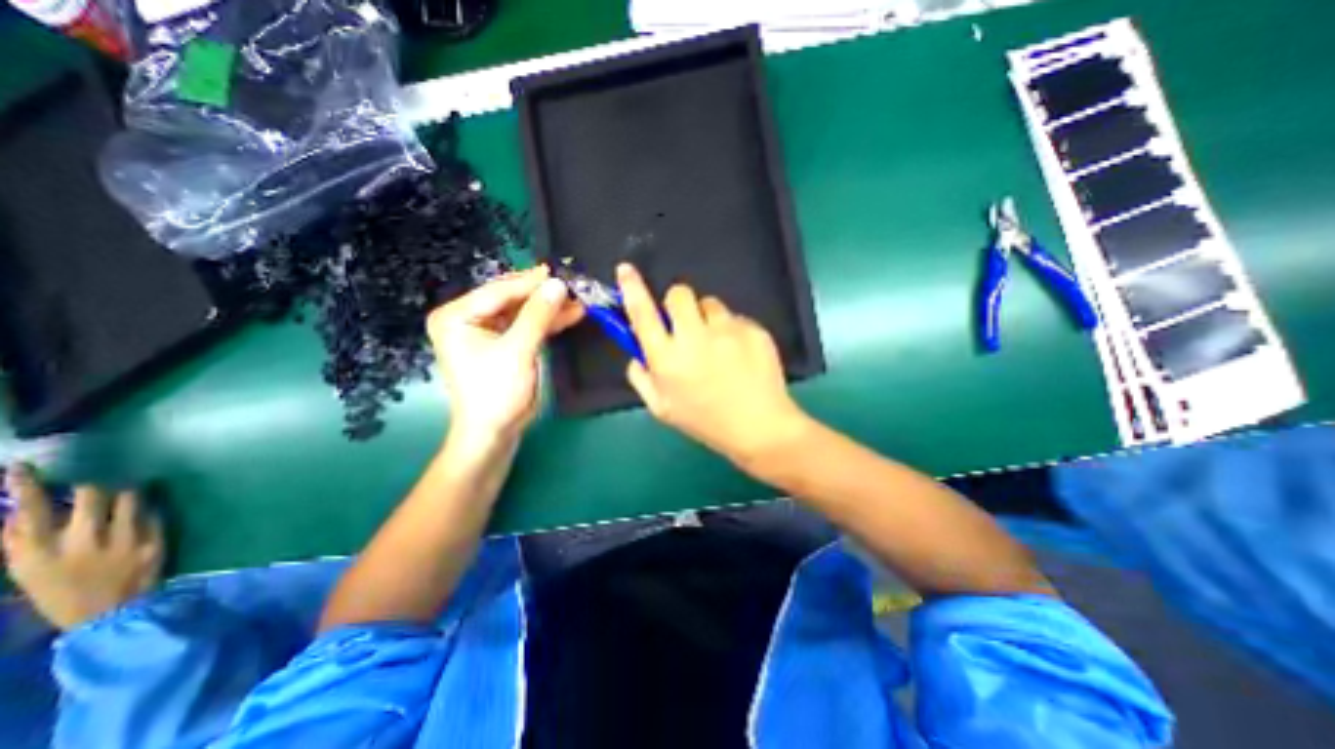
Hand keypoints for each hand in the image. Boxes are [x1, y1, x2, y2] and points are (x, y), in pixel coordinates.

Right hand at [0, 467, 161, 631]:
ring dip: (127, 495)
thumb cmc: (62, 592)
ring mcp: (123, 540)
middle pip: (90, 496)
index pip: (26, 512)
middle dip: (93, 489)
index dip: (24, 487)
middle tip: (95, 490)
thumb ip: (22, 542)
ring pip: (130, 498)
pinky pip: (152, 513)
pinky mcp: (154, 540)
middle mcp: (80, 543)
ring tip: (123, 501)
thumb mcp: (27, 572)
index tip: (23, 468)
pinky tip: (141, 518)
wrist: (109, 614)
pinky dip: (147, 512)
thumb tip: (18, 511)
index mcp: (36, 554)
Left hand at [423, 267, 578, 438]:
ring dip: (549, 308)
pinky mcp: (502, 343)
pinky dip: (547, 322)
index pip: (499, 291)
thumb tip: (558, 284)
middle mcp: (467, 318)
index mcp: (456, 316)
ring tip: (577, 301)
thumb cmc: (497, 393)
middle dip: (542, 295)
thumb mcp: (518, 351)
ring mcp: (485, 331)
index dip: (531, 283)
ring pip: (522, 311)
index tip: (560, 273)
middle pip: (510, 298)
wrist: (493, 432)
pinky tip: (569, 315)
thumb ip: (538, 315)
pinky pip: (526, 325)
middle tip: (572, 286)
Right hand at [619, 260, 812, 463]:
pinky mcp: (753, 330)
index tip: (626, 270)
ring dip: (707, 319)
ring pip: (710, 304)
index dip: (632, 289)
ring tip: (718, 347)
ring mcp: (727, 332)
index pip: (643, 315)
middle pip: (679, 294)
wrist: (759, 427)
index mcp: (667, 360)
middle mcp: (694, 339)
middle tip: (687, 326)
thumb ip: (641, 378)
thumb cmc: (705, 422)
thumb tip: (637, 353)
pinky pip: (735, 318)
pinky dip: (732, 331)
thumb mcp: (663, 409)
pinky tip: (740, 356)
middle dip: (678, 305)